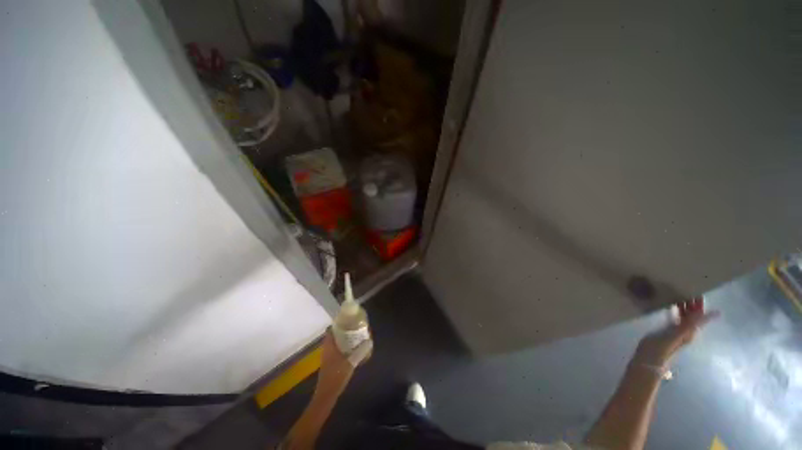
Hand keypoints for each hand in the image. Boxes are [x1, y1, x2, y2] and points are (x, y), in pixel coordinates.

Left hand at [314, 330, 371, 399]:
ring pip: (334, 342)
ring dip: (343, 337)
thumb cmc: (336, 376)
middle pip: (333, 335)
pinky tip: (352, 347)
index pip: (330, 330)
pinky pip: (336, 348)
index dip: (338, 323)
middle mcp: (327, 348)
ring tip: (355, 334)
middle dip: (342, 329)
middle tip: (354, 326)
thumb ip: (360, 352)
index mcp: (329, 346)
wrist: (327, 395)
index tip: (347, 319)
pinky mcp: (330, 362)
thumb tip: (369, 341)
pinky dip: (342, 345)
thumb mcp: (350, 363)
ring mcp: (327, 356)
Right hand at [636, 299, 718, 364]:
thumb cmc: (660, 348)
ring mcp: (677, 332)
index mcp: (689, 331)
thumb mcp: (676, 335)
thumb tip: (710, 314)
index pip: (698, 316)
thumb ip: (690, 324)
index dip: (700, 304)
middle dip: (692, 303)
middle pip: (692, 315)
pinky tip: (670, 306)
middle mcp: (686, 331)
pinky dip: (676, 311)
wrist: (648, 361)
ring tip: (679, 293)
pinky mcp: (667, 332)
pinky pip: (676, 318)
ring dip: (684, 306)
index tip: (698, 291)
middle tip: (687, 288)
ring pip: (685, 316)